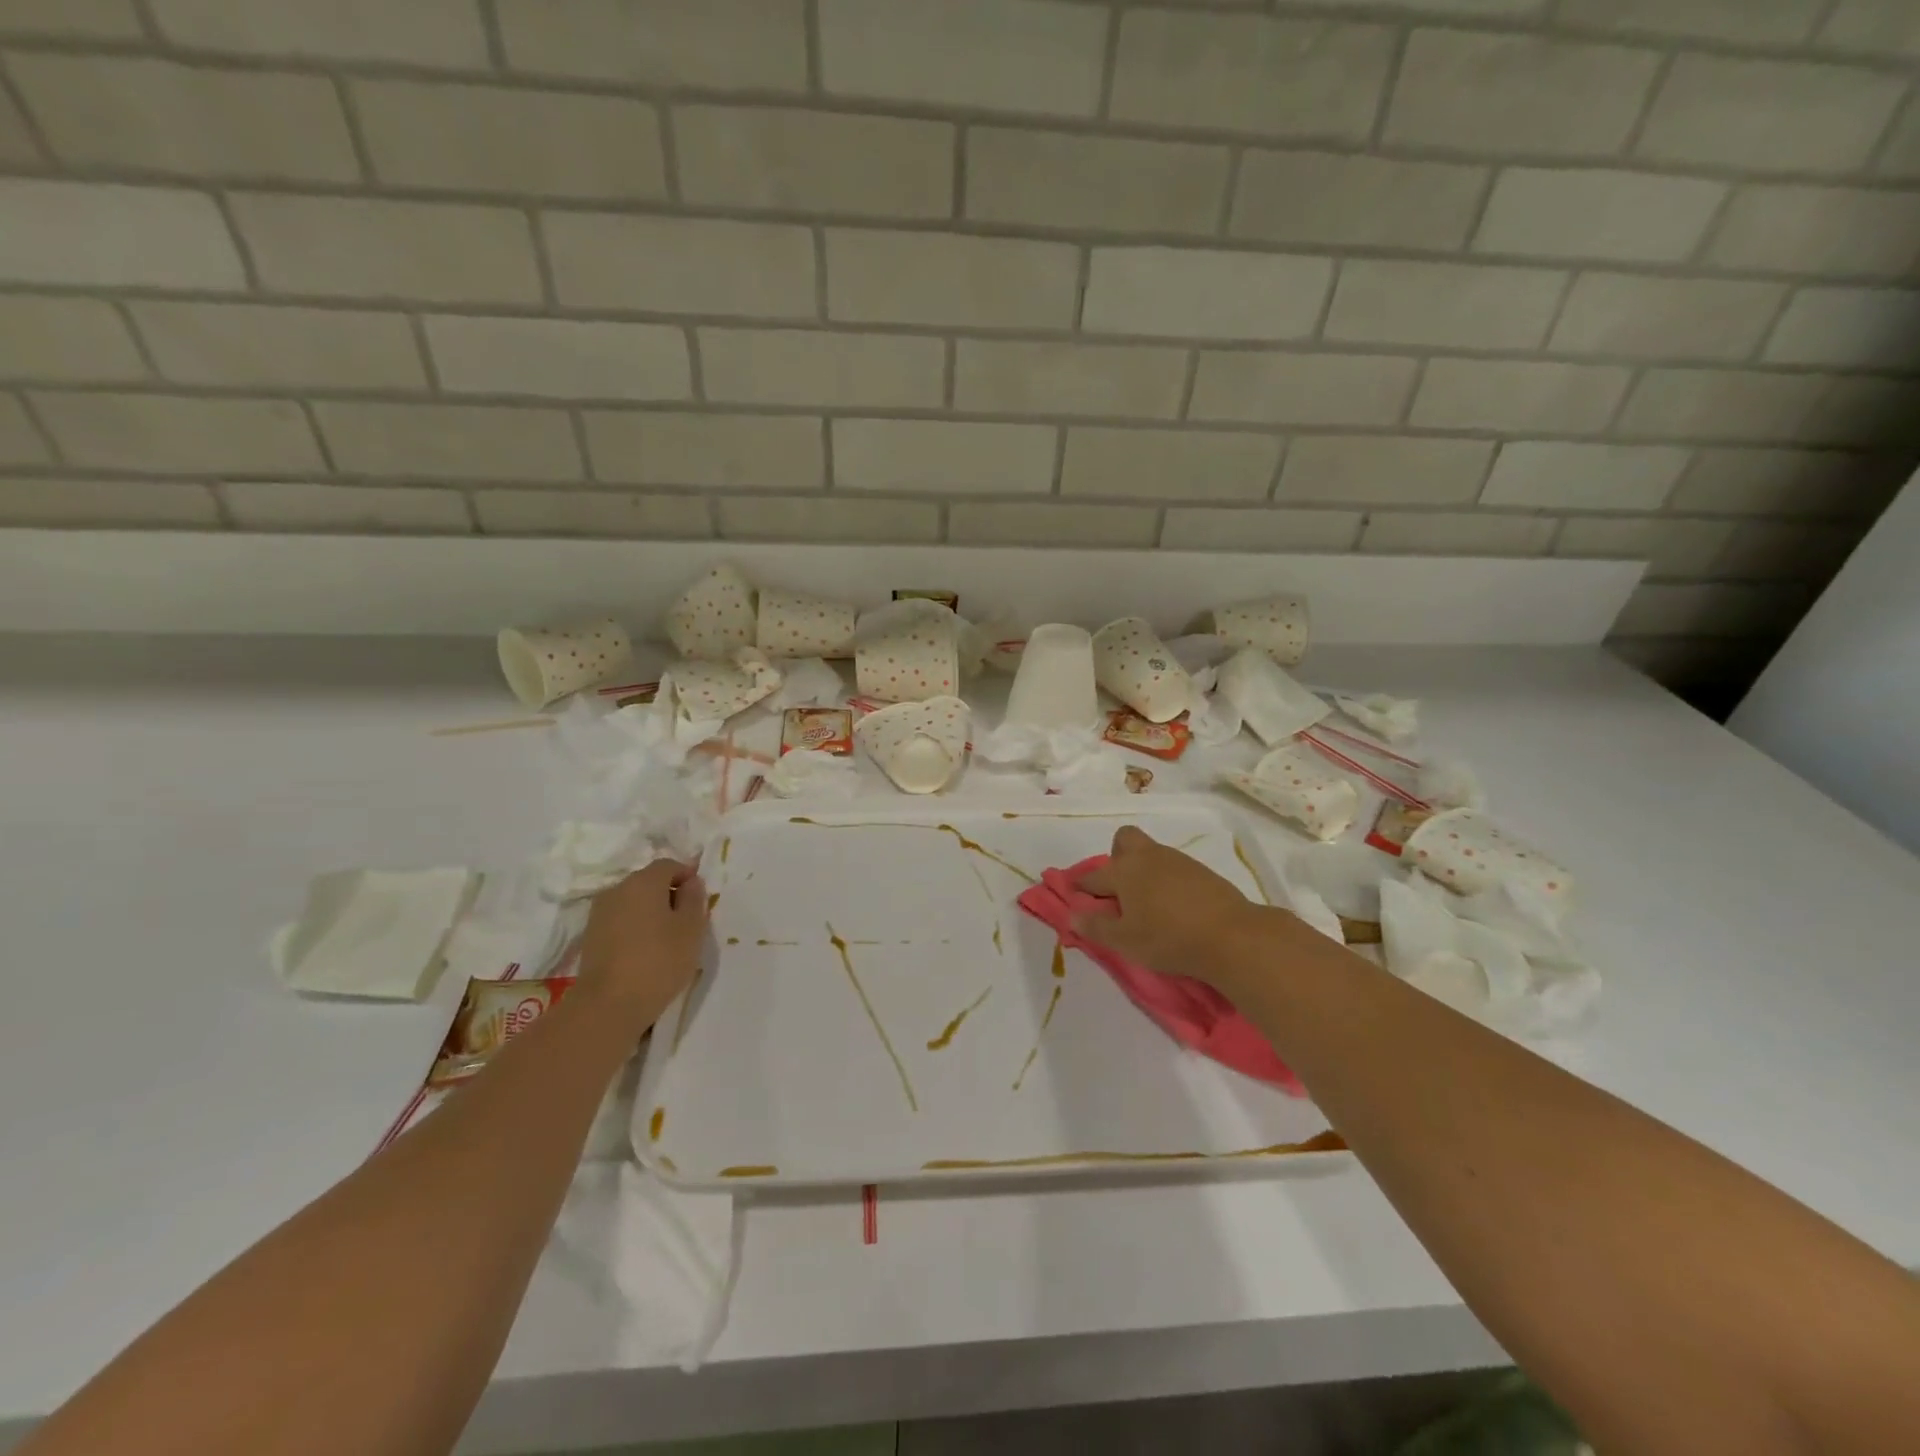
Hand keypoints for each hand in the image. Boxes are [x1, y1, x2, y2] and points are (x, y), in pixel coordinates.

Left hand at [578, 859, 706, 1033]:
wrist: (607, 1006)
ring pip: (633, 902)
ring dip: (651, 912)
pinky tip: (645, 951)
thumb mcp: (691, 928)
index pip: (669, 865)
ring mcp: (600, 913)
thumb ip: (694, 899)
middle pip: (649, 881)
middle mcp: (617, 889)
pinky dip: (635, 927)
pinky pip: (621, 920)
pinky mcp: (591, 936)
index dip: (687, 877)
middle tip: (687, 922)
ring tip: (667, 940)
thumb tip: (691, 882)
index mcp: (643, 881)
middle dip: (669, 895)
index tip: (699, 901)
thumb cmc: (658, 961)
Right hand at [1074, 826, 1277, 989]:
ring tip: (1147, 903)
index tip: (1074, 893)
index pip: (1092, 875)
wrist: (1231, 936)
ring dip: (1142, 870)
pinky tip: (1173, 905)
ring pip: (1150, 853)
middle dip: (1116, 857)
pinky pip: (1173, 866)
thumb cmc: (1168, 938)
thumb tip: (1072, 915)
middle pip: (1124, 840)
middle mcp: (1148, 857)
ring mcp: (1177, 860)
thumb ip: (1096, 927)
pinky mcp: (1202, 871)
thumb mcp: (1125, 941)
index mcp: (1124, 871)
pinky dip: (1166, 880)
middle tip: (1118, 889)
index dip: (1080, 885)